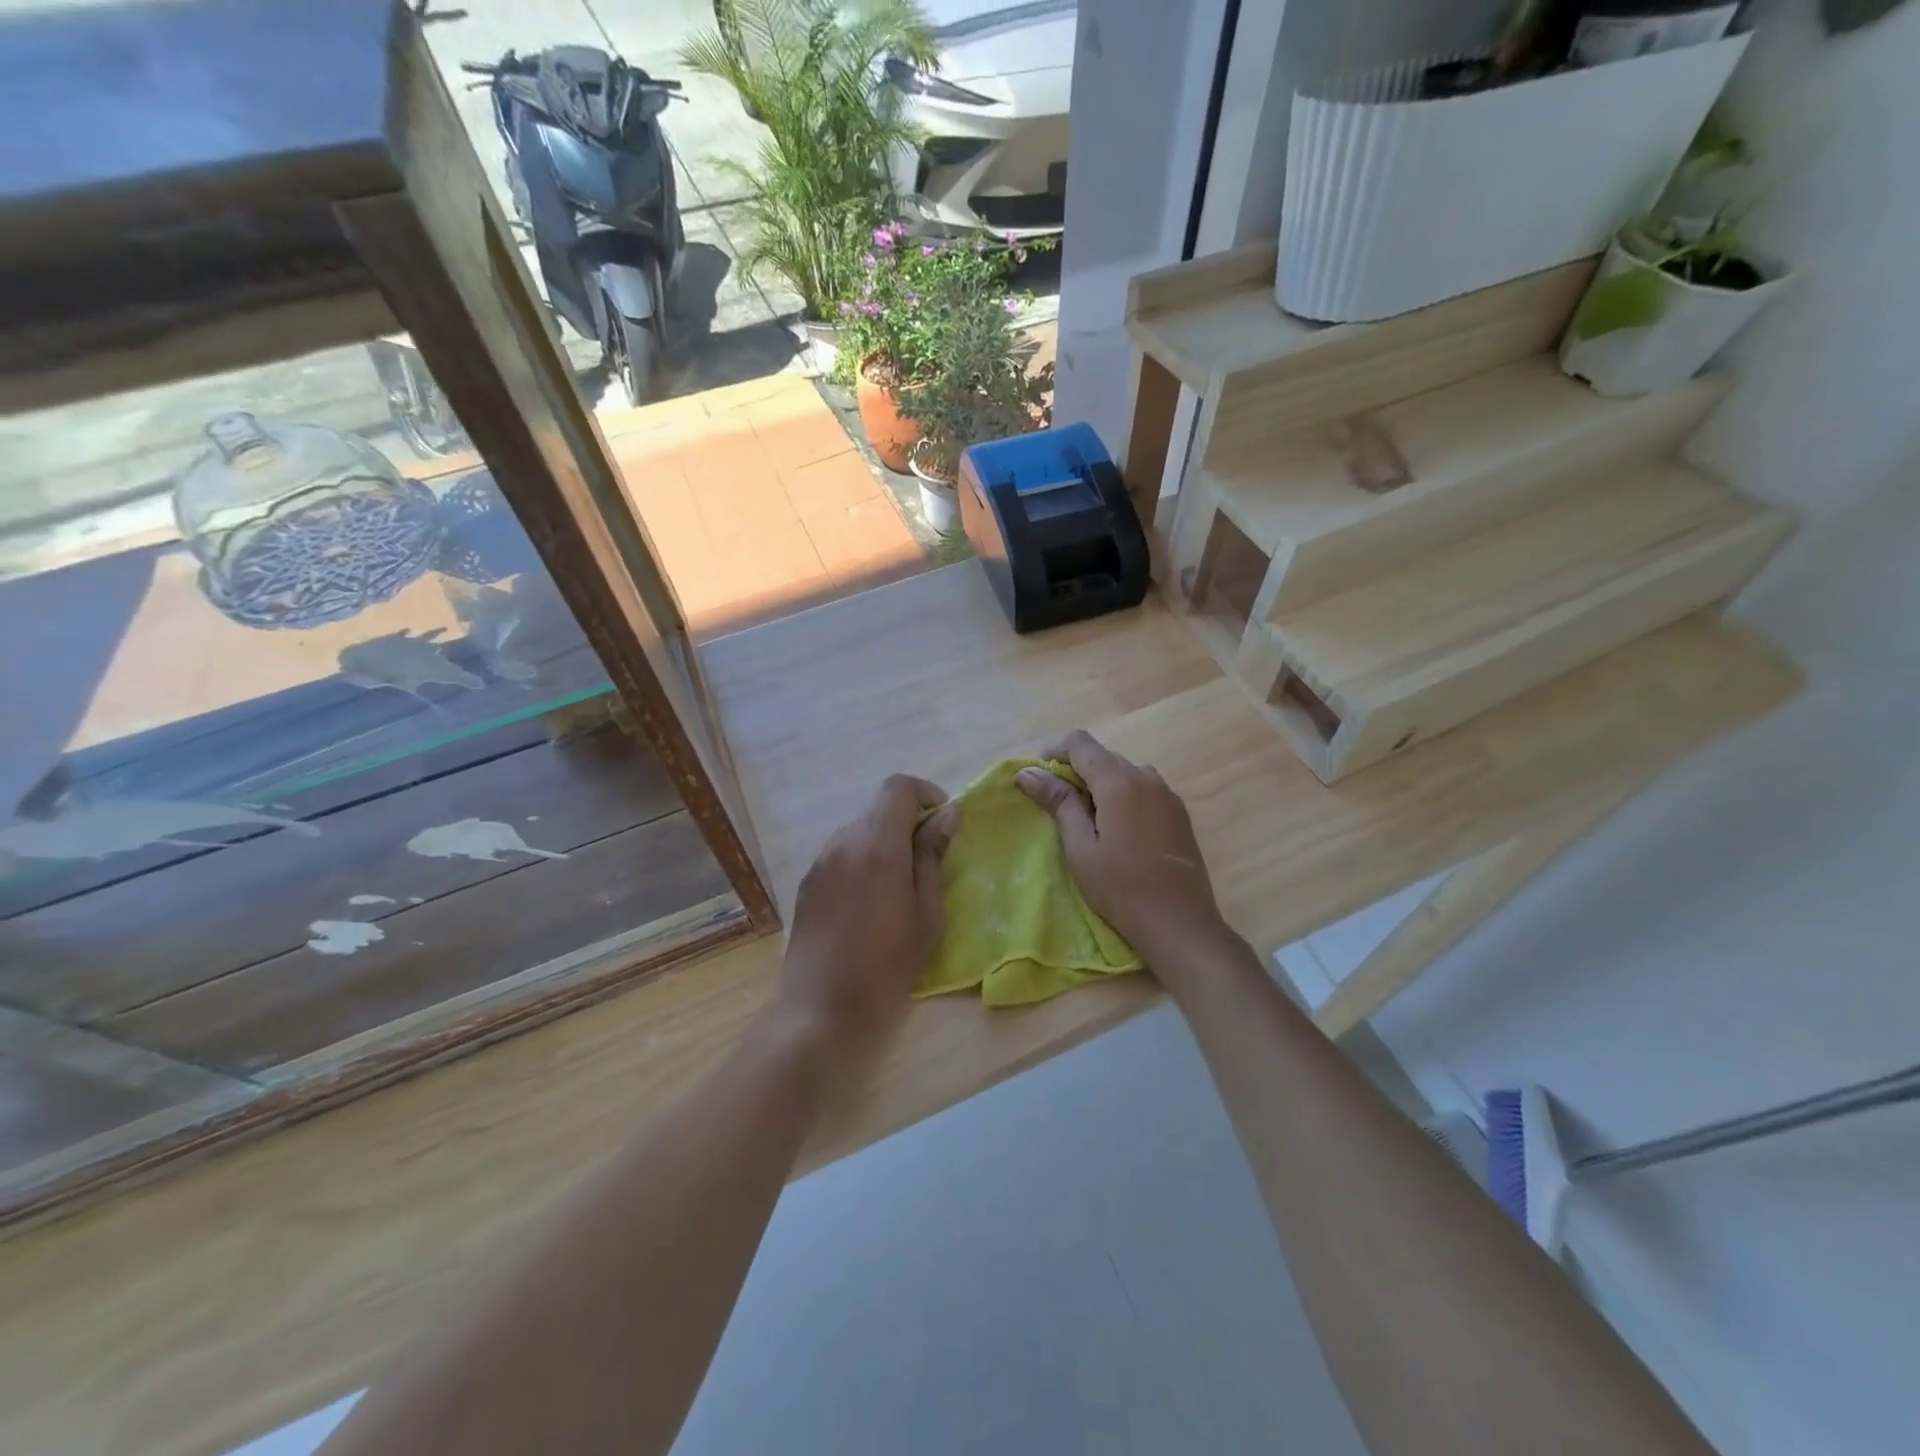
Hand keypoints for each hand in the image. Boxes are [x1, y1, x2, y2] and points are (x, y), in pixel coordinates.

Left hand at [775, 774, 957, 1068]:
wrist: (822, 1011)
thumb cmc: (887, 968)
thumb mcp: (926, 914)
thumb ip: (933, 857)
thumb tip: (947, 815)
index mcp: (877, 847)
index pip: (898, 787)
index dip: (926, 793)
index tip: (943, 822)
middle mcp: (843, 843)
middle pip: (878, 808)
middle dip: (908, 821)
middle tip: (928, 860)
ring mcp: (820, 862)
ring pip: (859, 830)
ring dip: (884, 841)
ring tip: (899, 885)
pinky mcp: (807, 883)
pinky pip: (841, 854)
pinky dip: (862, 859)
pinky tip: (869, 901)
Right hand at [1016, 730, 1229, 974]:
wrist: (1180, 923)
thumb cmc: (1121, 888)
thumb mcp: (1080, 847)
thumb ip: (1058, 803)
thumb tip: (1028, 772)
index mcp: (1119, 782)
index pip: (1080, 742)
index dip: (1054, 750)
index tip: (1037, 775)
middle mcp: (1146, 777)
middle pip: (1104, 755)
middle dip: (1076, 769)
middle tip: (1056, 803)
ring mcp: (1167, 794)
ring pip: (1125, 772)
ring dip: (1101, 783)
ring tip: (1087, 817)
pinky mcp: (1179, 813)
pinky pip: (1144, 788)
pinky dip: (1124, 795)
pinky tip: (1118, 828)